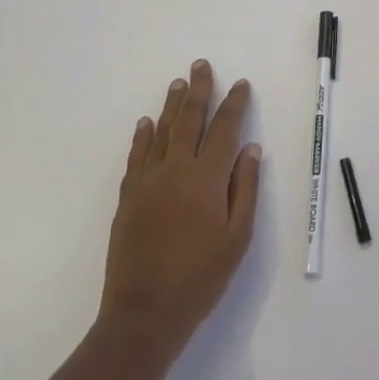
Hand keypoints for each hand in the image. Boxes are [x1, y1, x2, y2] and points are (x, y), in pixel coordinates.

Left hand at [97, 60, 262, 356]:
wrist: (144, 314)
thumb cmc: (201, 278)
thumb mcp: (237, 237)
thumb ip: (244, 188)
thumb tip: (250, 148)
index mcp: (207, 179)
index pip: (224, 130)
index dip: (234, 104)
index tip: (240, 84)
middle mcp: (176, 171)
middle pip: (189, 120)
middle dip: (198, 91)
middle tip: (201, 65)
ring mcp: (147, 183)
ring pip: (161, 133)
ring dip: (170, 105)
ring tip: (177, 83)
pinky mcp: (128, 198)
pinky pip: (136, 157)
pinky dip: (142, 137)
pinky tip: (145, 123)